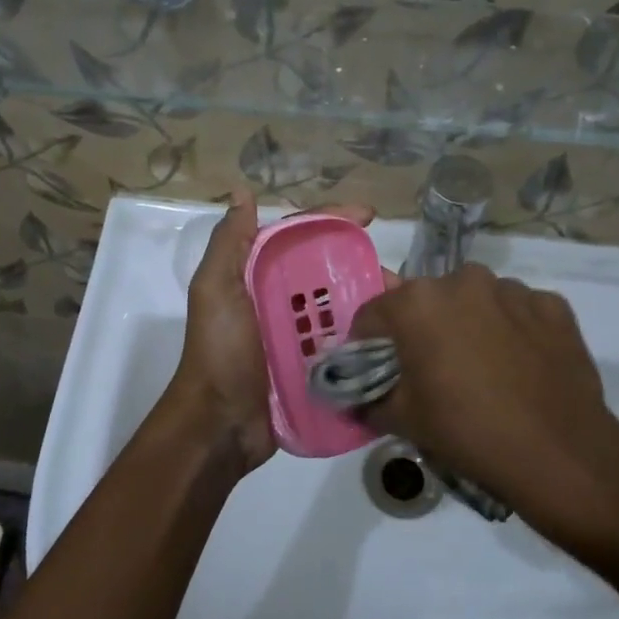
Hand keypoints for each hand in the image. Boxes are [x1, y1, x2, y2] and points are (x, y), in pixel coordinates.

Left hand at [165, 191, 374, 475]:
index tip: (368, 215)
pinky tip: (395, 338)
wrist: (219, 425)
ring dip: (371, 304)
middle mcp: (280, 302)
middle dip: (362, 267)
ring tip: (403, 309)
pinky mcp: (313, 370)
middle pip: (328, 273)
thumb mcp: (215, 291)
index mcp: (258, 278)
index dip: (332, 221)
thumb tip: (243, 193)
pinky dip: (366, 339)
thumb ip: (229, 244)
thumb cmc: (219, 352)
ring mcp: (298, 338)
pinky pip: (344, 346)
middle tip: (397, 277)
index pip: (300, 238)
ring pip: (341, 308)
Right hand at [351, 264, 618, 539]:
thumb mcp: (403, 421)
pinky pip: (518, 312)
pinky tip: (519, 368)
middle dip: (421, 331)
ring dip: (469, 326)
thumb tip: (354, 397)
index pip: (373, 315)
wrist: (560, 454)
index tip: (375, 371)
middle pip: (425, 303)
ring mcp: (513, 290)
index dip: (367, 345)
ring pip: (474, 302)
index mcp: (417, 302)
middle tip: (430, 373)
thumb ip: (367, 400)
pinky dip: (512, 331)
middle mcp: (462, 281)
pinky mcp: (553, 306)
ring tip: (481, 370)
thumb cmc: (468, 432)